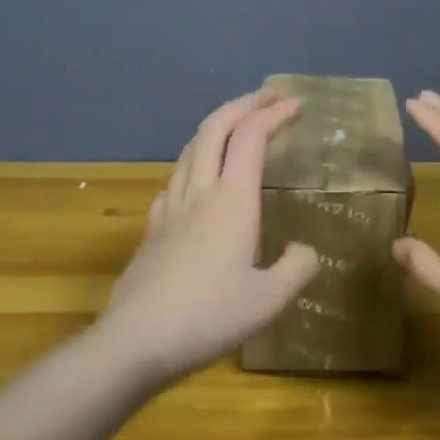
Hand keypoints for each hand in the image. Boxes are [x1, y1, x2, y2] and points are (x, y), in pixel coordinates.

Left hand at [97, 89, 320, 382]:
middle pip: (215, 129)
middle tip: (269, 97)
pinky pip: (175, 178)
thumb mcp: (270, 300)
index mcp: (232, 202)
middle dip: (243, 104)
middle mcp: (199, 193)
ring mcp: (169, 209)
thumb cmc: (209, 317)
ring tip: (236, 126)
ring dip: (216, 127)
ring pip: (190, 149)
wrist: (136, 342)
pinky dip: (194, 160)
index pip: (251, 139)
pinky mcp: (152, 229)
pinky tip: (197, 178)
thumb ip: (296, 268)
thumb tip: (303, 250)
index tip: (296, 104)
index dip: (274, 115)